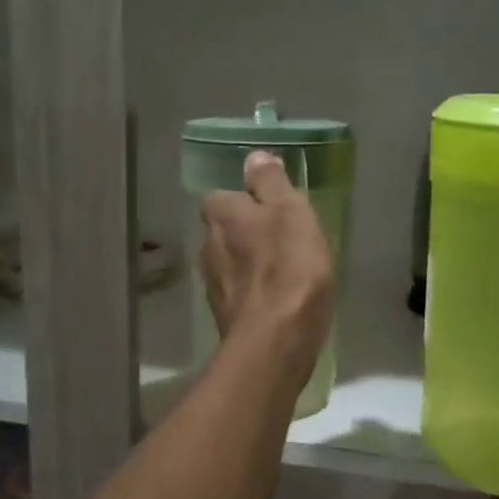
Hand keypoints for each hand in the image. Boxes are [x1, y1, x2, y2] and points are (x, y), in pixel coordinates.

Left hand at [199, 151, 336, 383]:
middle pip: (223, 230)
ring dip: (249, 263)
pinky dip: (254, 292)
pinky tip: (278, 300)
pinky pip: (240, 293)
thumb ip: (270, 183)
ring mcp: (213, 285)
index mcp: (222, 216)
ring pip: (229, 263)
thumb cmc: (289, 267)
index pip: (220, 196)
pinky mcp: (225, 317)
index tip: (269, 206)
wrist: (275, 341)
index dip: (243, 199)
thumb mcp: (290, 212)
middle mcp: (208, 246)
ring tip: (283, 270)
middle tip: (281, 238)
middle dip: (245, 232)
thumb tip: (254, 157)